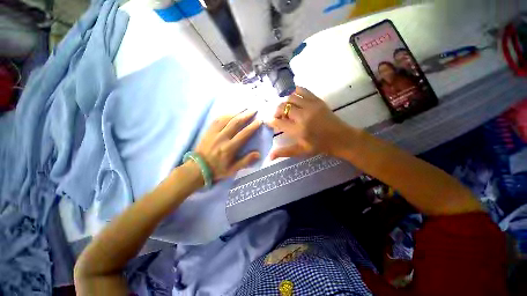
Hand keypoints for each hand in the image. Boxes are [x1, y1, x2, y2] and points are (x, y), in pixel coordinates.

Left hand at [193, 110, 261, 180]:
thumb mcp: (233, 170)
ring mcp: (214, 133)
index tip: (259, 121)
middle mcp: (222, 138)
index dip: (252, 127)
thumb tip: (258, 154)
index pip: (243, 134)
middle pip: (235, 123)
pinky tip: (231, 112)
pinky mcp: (208, 131)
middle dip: (246, 115)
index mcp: (229, 148)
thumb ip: (245, 161)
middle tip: (254, 110)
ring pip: (226, 119)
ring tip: (244, 108)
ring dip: (236, 112)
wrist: (197, 168)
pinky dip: (225, 114)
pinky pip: (217, 119)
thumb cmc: (217, 169)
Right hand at [268, 87, 351, 159]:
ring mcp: (310, 106)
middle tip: (278, 117)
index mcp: (298, 130)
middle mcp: (302, 116)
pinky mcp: (317, 100)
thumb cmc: (320, 146)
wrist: (341, 138)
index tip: (270, 122)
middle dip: (276, 111)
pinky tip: (293, 98)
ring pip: (290, 98)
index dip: (271, 121)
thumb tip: (269, 157)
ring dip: (284, 103)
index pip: (279, 122)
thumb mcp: (301, 151)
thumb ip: (284, 152)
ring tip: (286, 110)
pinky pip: (302, 90)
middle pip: (282, 107)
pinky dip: (294, 92)